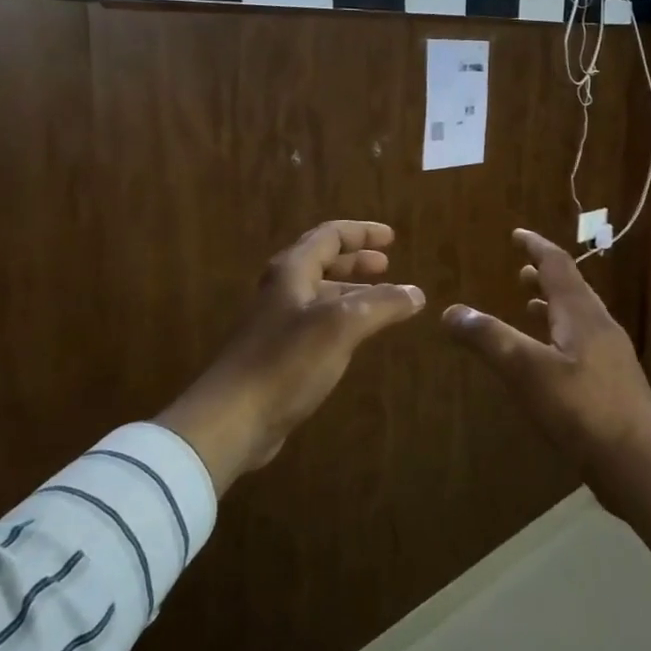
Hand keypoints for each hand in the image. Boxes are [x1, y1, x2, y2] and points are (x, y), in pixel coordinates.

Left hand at [156, 221, 423, 492]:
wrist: (234, 418)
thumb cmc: (287, 361)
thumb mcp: (343, 325)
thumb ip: (382, 304)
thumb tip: (416, 293)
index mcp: (292, 272)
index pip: (329, 236)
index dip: (362, 232)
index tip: (391, 237)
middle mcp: (283, 291)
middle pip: (322, 262)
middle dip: (356, 260)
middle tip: (387, 265)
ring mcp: (278, 324)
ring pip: (320, 294)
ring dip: (352, 290)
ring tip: (382, 300)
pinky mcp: (279, 354)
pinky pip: (317, 324)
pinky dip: (343, 320)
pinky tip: (357, 337)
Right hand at [440, 228, 650, 466]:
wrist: (637, 461)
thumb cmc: (581, 409)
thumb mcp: (526, 370)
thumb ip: (489, 339)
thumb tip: (451, 312)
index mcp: (581, 314)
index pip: (558, 265)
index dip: (536, 247)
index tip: (517, 234)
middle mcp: (599, 326)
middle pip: (572, 289)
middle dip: (545, 276)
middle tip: (520, 270)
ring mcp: (610, 356)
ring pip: (577, 318)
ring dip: (553, 306)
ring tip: (529, 304)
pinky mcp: (611, 383)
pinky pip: (581, 344)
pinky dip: (559, 336)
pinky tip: (548, 358)